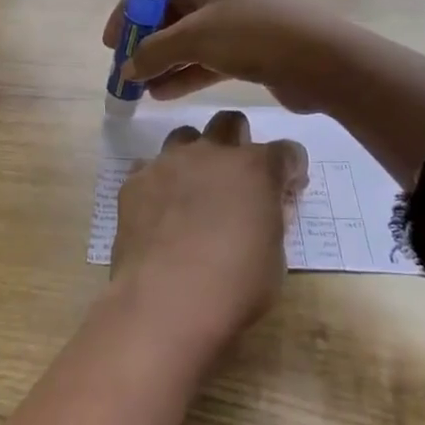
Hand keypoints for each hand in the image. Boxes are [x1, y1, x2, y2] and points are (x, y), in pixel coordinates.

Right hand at [100, 0, 348, 112]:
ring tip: (141, 90)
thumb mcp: (194, 38)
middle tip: (127, 70)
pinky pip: (208, 56)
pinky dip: (185, 72)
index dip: (127, 10)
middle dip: (145, 42)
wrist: (323, 60)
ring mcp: (237, 17)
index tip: (112, 43)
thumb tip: (126, 67)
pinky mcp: (250, 45)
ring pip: (188, 37)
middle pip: (169, 10)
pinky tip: (164, 95)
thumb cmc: (252, 34)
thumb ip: (152, 52)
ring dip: (163, 62)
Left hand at [111, 109, 307, 348]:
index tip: (287, 191)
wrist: (164, 301)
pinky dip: (160, 183)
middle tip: (238, 179)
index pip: (286, 151)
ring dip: (196, 155)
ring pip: (185, 137)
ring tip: (195, 190)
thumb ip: (272, 220)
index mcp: (255, 168)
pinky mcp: (133, 182)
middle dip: (239, 143)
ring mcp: (167, 163)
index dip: (290, 170)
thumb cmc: (234, 286)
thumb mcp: (275, 257)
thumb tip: (265, 208)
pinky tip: (161, 211)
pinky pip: (149, 168)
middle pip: (230, 124)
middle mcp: (210, 153)